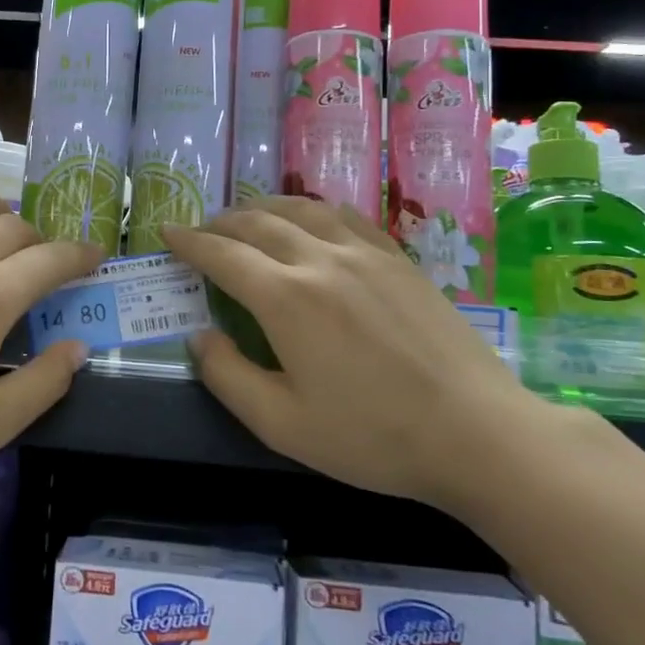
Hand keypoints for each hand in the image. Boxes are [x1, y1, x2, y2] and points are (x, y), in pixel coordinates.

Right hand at [163, 196, 547, 513]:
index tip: (167, 233)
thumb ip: (228, 376)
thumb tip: (199, 336)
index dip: (189, 242)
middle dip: (221, 222)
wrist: (477, 433)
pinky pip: (345, 216)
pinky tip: (311, 221)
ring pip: (301, 209)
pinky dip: (312, 210)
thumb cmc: (373, 437)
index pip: (223, 254)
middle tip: (202, 232)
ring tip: (247, 218)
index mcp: (286, 298)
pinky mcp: (399, 258)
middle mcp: (321, 260)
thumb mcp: (282, 424)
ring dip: (264, 208)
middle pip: (258, 222)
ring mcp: (365, 253)